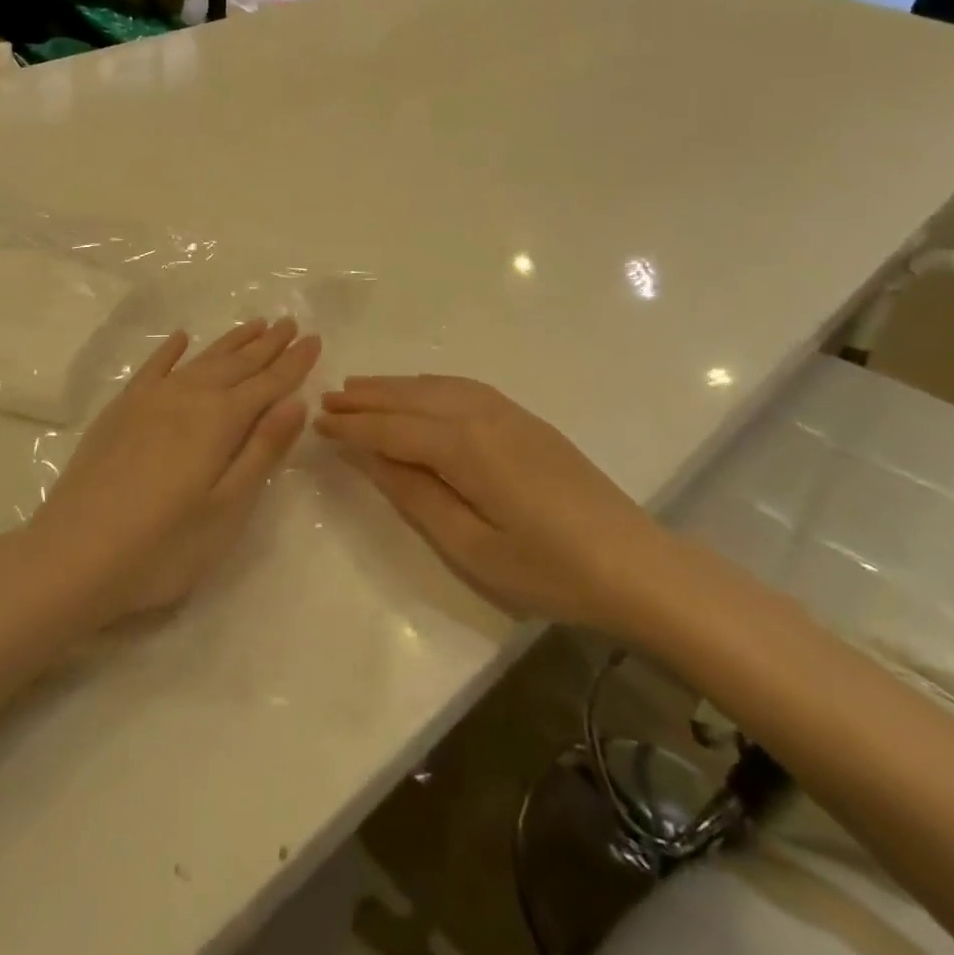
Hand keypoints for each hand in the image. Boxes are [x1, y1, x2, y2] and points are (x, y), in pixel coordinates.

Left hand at [23, 318, 319, 630]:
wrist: (72, 556)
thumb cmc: (162, 546)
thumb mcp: (227, 508)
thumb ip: (262, 450)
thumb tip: (295, 402)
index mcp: (219, 421)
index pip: (267, 383)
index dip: (294, 362)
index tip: (314, 339)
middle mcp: (187, 397)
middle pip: (237, 364)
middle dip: (267, 344)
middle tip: (290, 322)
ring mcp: (149, 400)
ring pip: (201, 360)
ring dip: (230, 342)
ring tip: (254, 324)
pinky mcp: (120, 411)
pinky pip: (152, 368)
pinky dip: (170, 351)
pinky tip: (181, 339)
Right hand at [316, 376, 669, 629]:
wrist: (635, 565)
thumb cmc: (548, 569)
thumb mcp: (471, 545)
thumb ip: (415, 494)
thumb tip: (370, 457)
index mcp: (465, 446)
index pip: (393, 428)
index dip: (354, 426)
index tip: (318, 421)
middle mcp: (482, 415)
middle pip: (412, 398)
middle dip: (367, 397)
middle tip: (328, 397)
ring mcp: (508, 413)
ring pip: (436, 387)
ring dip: (395, 386)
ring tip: (360, 387)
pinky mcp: (525, 419)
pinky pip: (463, 388)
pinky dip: (429, 386)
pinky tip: (420, 391)